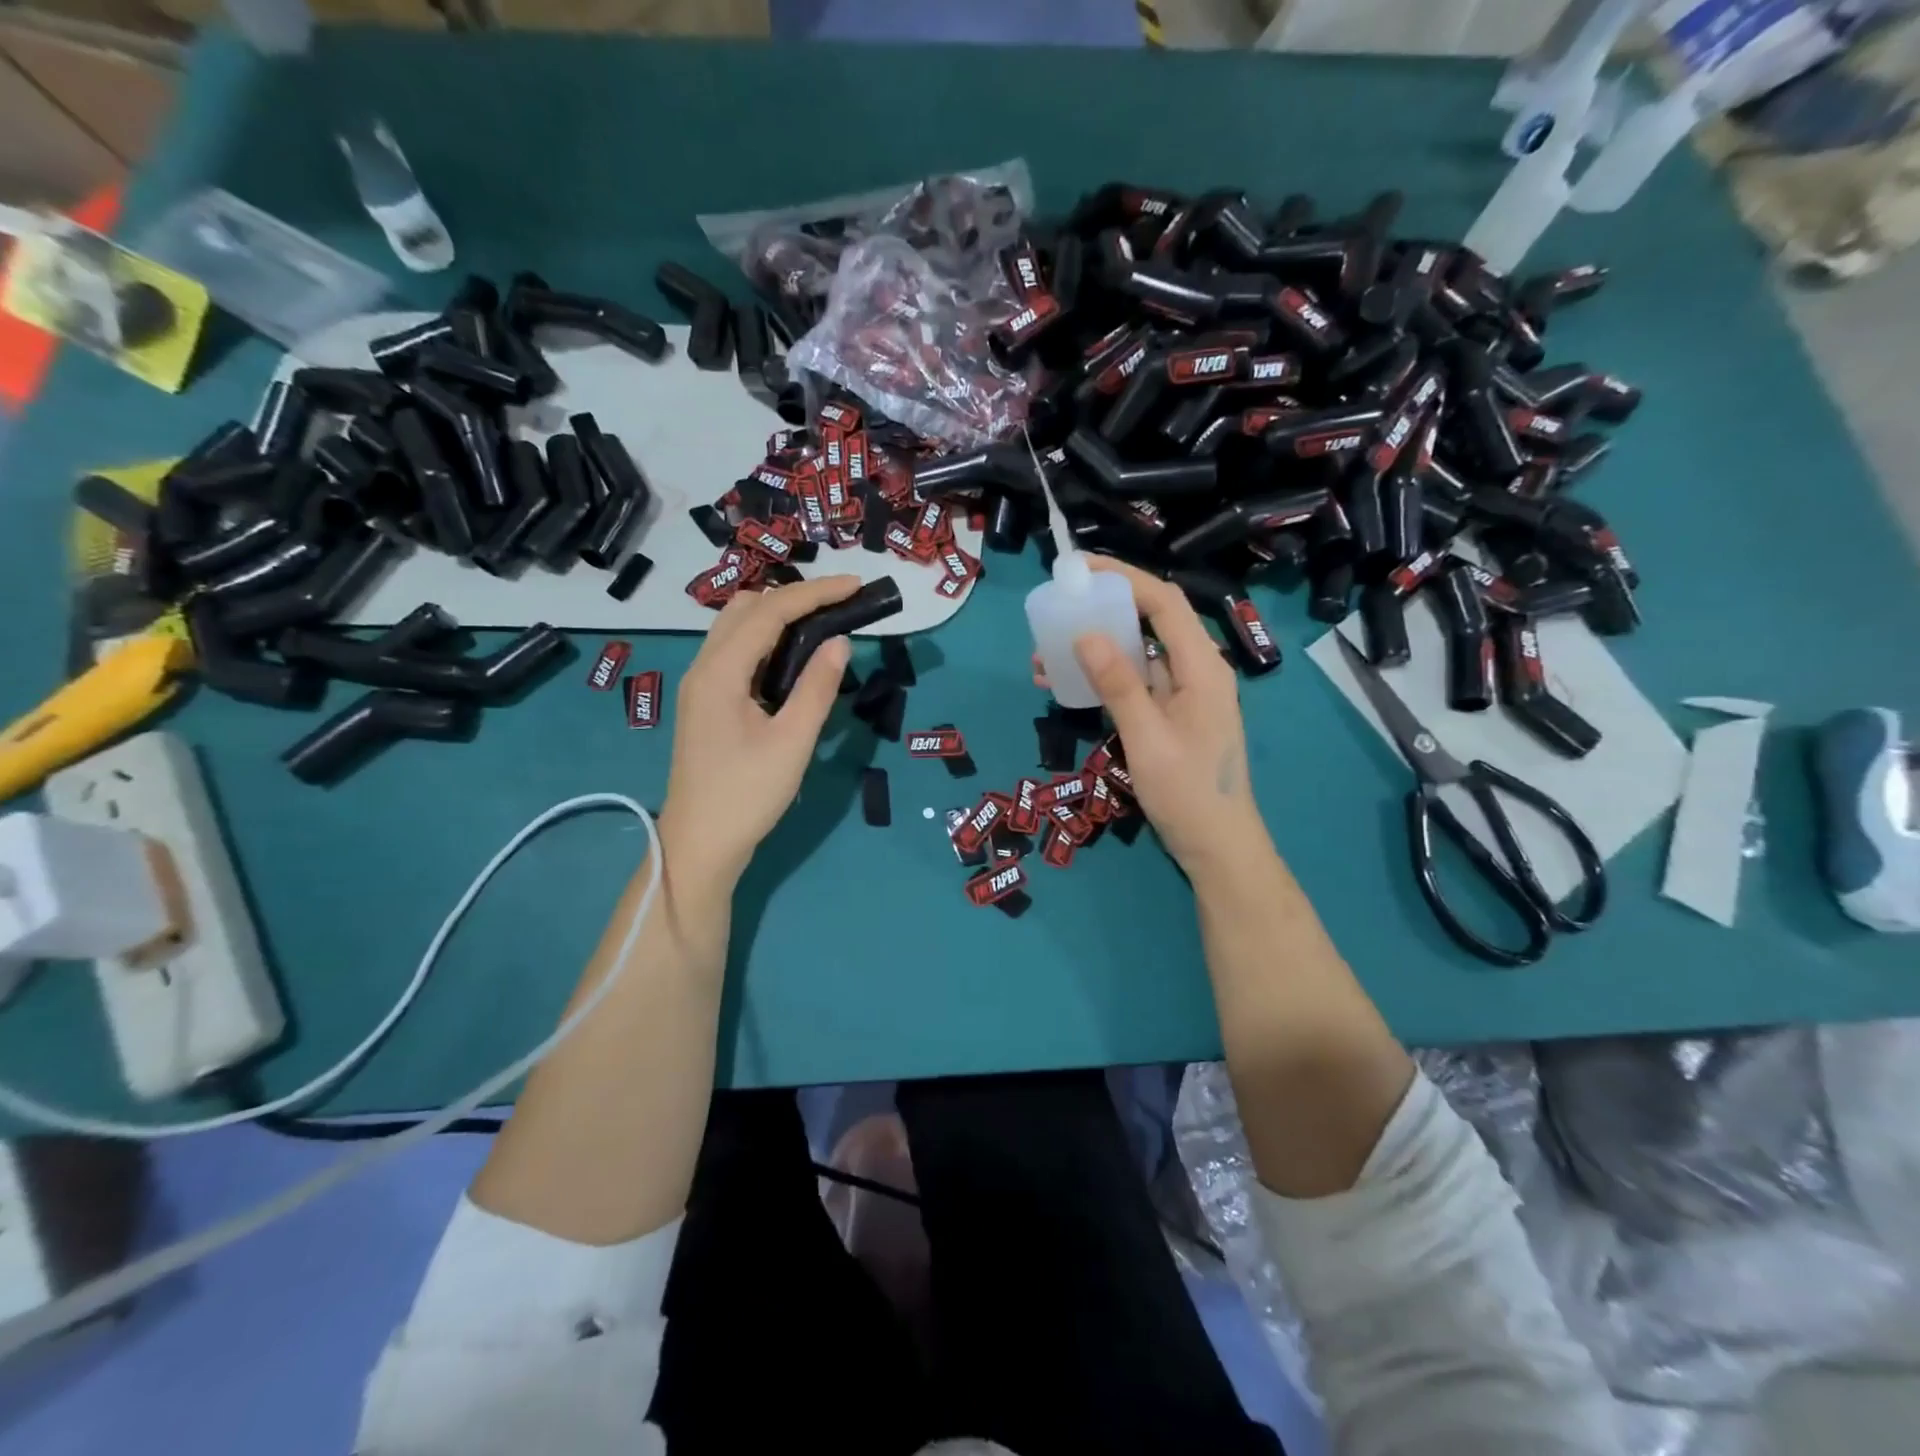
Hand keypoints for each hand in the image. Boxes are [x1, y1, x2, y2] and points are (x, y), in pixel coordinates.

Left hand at [657, 576, 856, 886]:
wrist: (702, 844)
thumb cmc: (747, 796)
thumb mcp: (792, 742)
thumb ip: (816, 687)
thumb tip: (841, 642)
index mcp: (720, 672)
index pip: (769, 612)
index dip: (815, 593)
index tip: (856, 585)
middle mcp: (704, 667)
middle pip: (746, 608)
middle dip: (794, 597)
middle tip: (841, 607)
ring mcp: (702, 685)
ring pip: (738, 628)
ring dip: (779, 618)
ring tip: (824, 626)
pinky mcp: (707, 702)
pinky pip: (738, 653)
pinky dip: (768, 642)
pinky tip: (795, 659)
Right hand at [1066, 558, 1270, 877]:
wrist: (1217, 846)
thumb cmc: (1188, 793)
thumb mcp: (1148, 738)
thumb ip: (1119, 685)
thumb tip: (1085, 634)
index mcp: (1202, 667)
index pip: (1164, 602)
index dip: (1124, 577)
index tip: (1081, 567)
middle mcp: (1195, 671)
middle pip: (1149, 621)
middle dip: (1102, 610)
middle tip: (1057, 607)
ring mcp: (1182, 694)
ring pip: (1136, 653)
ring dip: (1095, 648)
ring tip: (1045, 653)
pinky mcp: (1170, 715)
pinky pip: (1134, 683)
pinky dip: (1102, 678)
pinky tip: (1065, 685)